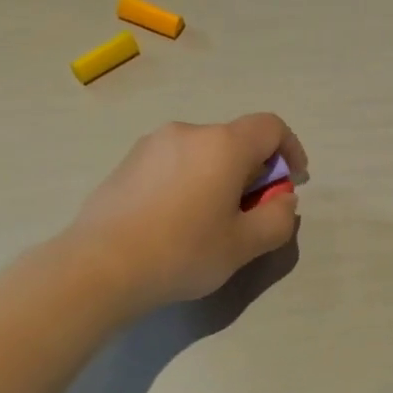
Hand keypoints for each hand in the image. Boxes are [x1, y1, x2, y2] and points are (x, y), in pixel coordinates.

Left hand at [67, 114, 306, 312]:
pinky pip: (173, 163)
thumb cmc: (182, 252)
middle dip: (253, 171)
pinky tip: (173, 221)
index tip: (292, 182)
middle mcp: (188, 132)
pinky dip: (187, 181)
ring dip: (218, 177)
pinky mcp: (127, 162)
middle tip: (249, 213)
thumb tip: (282, 200)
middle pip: (235, 140)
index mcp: (223, 145)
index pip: (270, 127)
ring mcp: (152, 144)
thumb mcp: (244, 245)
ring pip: (202, 152)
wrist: (100, 266)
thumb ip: (277, 219)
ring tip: (208, 222)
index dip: (290, 150)